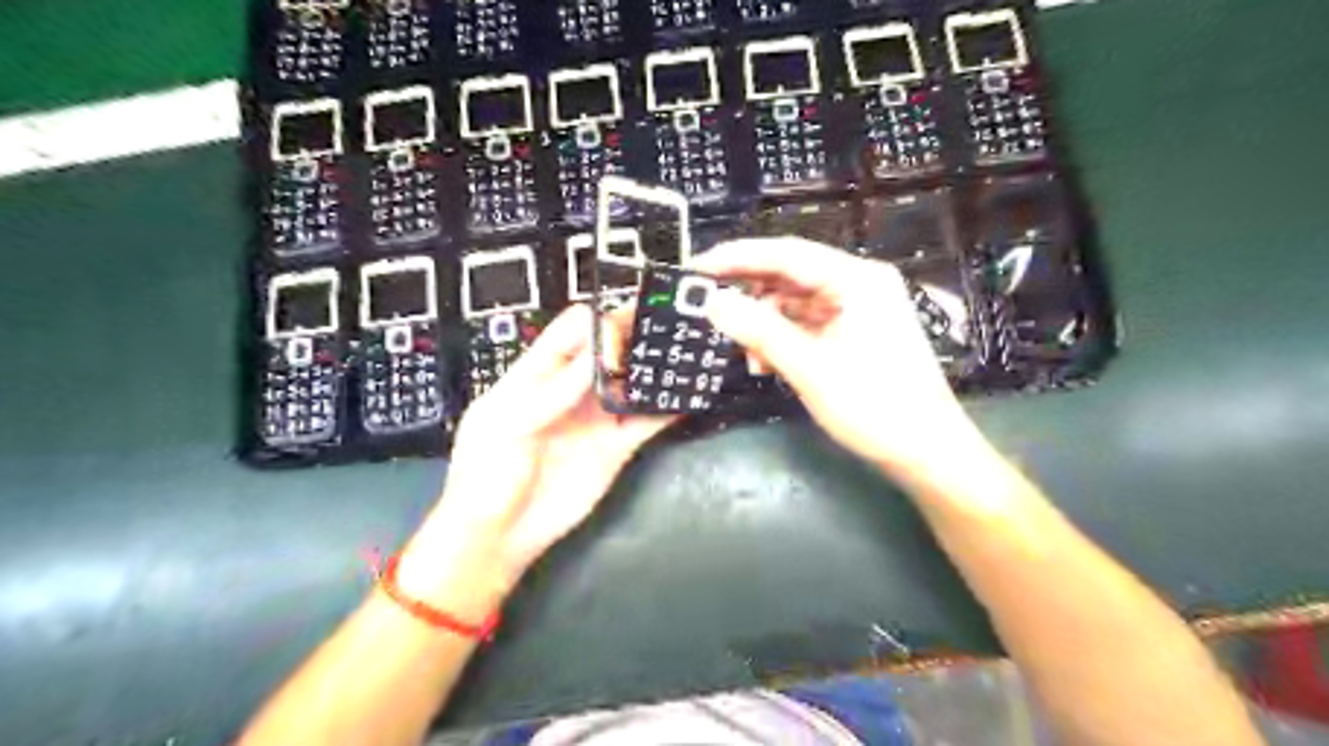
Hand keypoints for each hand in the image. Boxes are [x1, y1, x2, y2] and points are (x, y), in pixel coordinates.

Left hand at [390, 302, 669, 616]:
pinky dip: (666, 409)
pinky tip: (686, 397)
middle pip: (610, 350)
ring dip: (654, 369)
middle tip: (667, 329)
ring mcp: (596, 417)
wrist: (499, 535)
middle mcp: (573, 389)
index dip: (599, 322)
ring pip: (632, 382)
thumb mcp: (505, 424)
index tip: (624, 330)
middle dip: (636, 337)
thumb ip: (551, 391)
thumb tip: (597, 355)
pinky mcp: (615, 447)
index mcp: (537, 374)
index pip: (573, 330)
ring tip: (684, 355)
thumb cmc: (486, 474)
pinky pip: (645, 421)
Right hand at [696, 238, 985, 480]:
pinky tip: (767, 362)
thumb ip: (760, 331)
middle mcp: (858, 284)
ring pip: (795, 302)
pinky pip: (807, 323)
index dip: (737, 258)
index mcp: (857, 279)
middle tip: (708, 309)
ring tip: (746, 354)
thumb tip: (713, 303)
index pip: (786, 254)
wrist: (927, 451)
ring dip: (764, 324)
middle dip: (750, 295)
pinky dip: (782, 339)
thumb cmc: (876, 407)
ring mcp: (857, 308)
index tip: (696, 268)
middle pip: (790, 275)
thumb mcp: (810, 368)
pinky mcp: (854, 331)